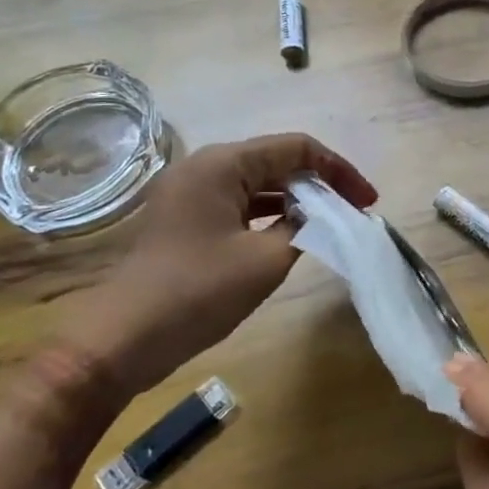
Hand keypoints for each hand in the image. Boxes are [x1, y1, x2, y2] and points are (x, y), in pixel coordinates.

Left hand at [68, 133, 375, 398]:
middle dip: (320, 183)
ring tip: (330, 223)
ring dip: (297, 199)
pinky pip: (238, 202)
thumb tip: (322, 216)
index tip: (367, 201)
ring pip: (258, 182)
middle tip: (353, 213)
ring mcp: (190, 192)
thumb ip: (305, 228)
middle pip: (277, 160)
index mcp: (223, 164)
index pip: (297, 148)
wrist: (121, 339)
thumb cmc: (198, 292)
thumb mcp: (266, 260)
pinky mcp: (185, 218)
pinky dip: (270, 213)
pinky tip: (291, 234)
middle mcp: (204, 166)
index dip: (339, 170)